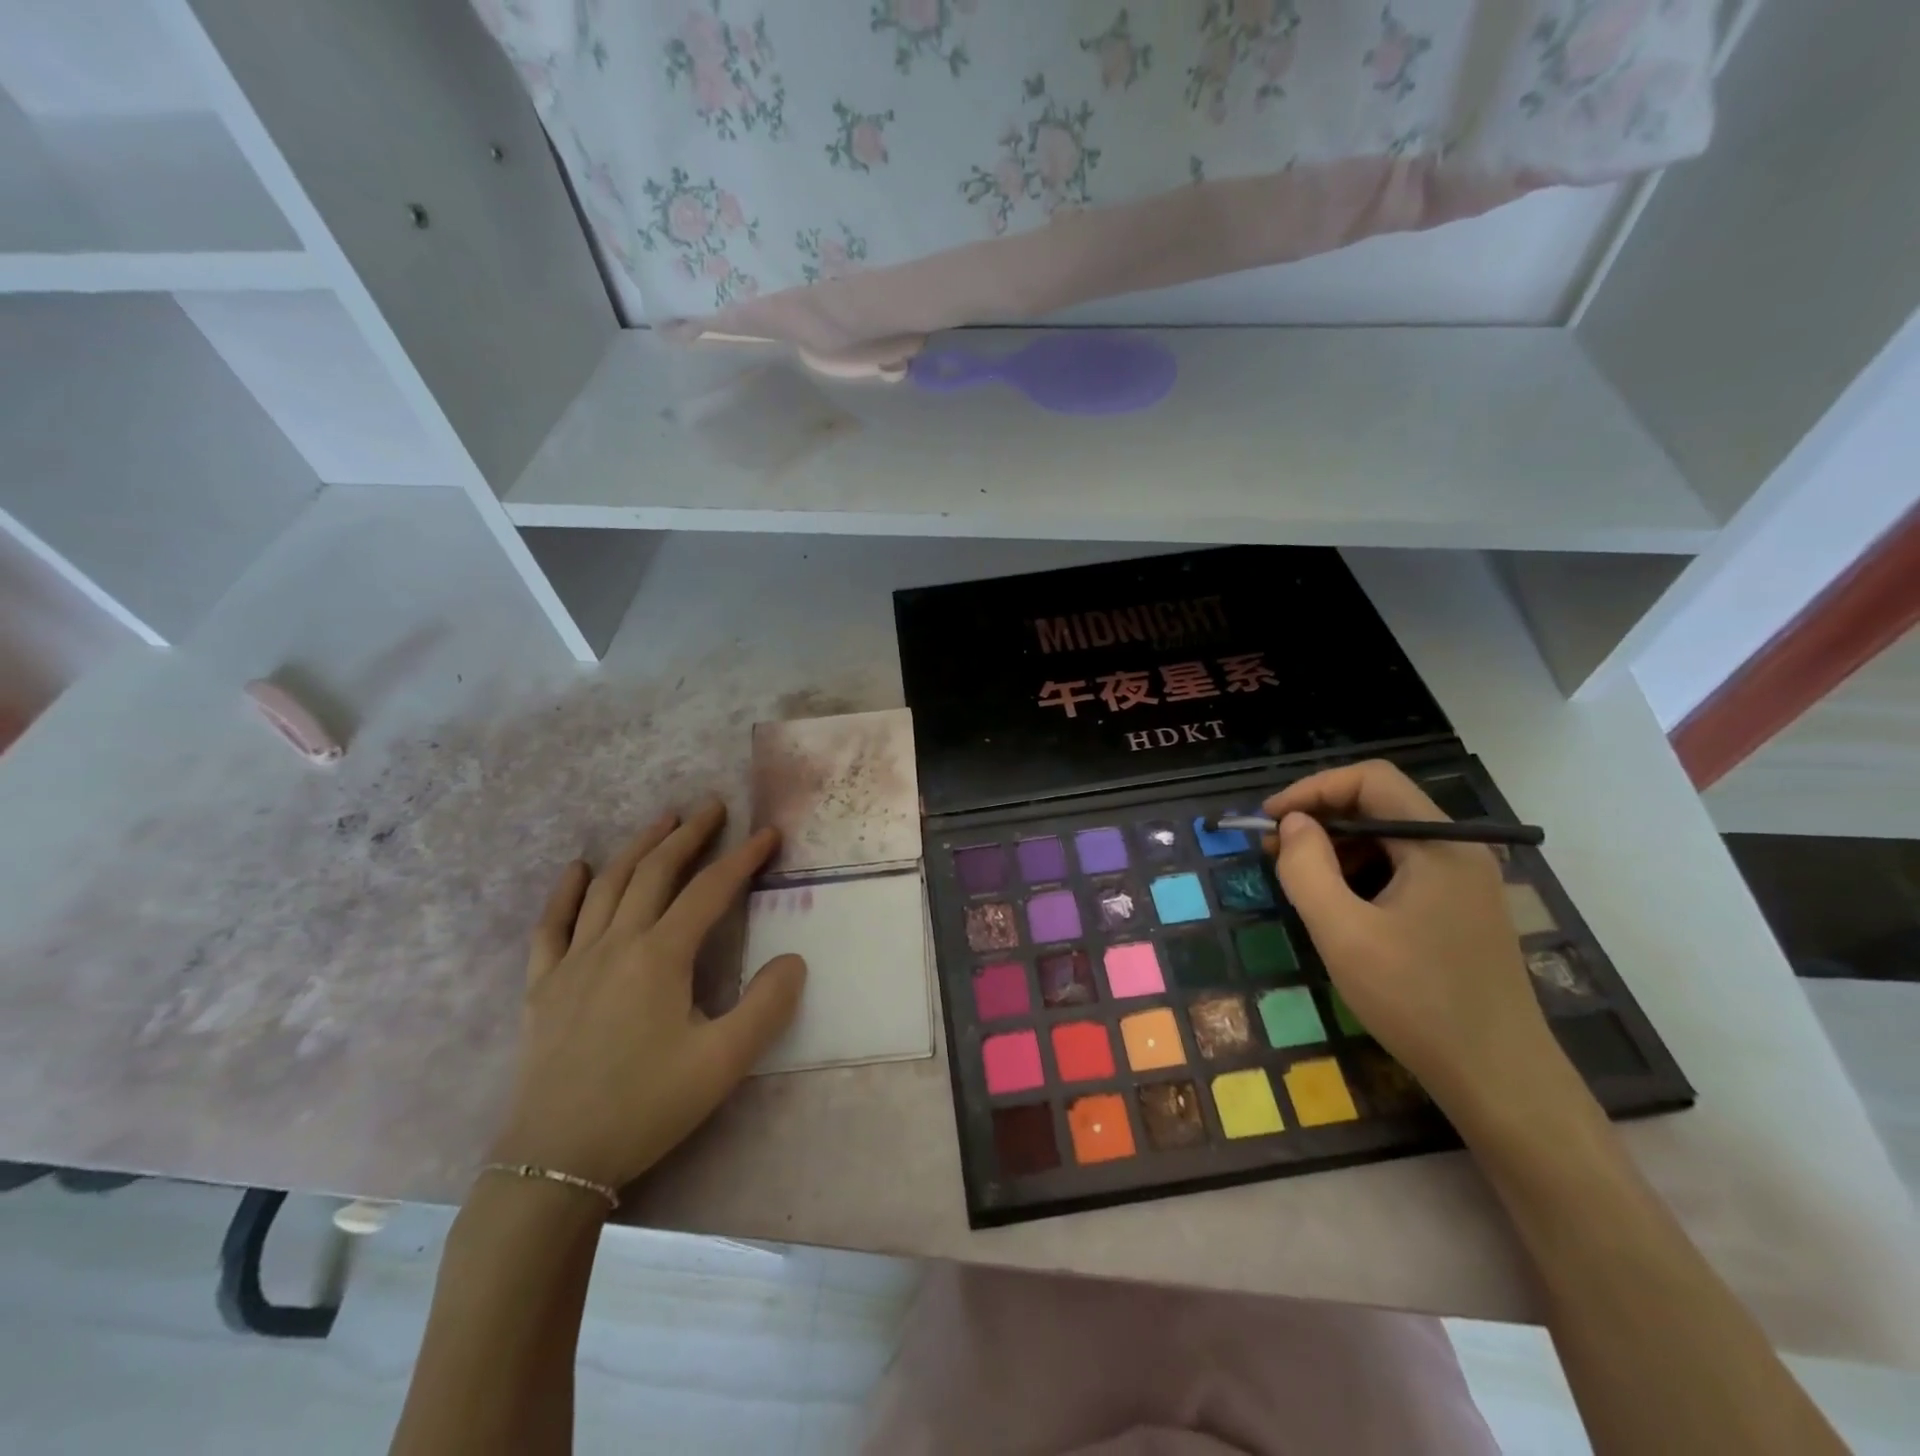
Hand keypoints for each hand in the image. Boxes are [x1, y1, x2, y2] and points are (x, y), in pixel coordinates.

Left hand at [487, 800, 805, 1193]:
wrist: (555, 1163)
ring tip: (662, 822)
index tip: (769, 833)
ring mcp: (573, 962)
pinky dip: (566, 891)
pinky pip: (551, 925)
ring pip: (608, 886)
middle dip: (689, 836)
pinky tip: (577, 869)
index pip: (710, 890)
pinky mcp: (542, 986)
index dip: (743, 858)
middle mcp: (616, 944)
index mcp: (660, 957)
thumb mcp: (723, 1062)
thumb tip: (793, 959)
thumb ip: (766, 1006)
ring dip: (638, 848)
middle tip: (712, 807)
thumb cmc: (646, 1107)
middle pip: (656, 872)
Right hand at [1262, 761, 1569, 1121]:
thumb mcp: (1343, 932)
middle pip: (1379, 805)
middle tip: (1273, 852)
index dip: (1313, 790)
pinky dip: (1359, 874)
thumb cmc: (1417, 1000)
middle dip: (1319, 819)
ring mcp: (1463, 881)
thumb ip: (1306, 868)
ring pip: (1387, 838)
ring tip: (1297, 880)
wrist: (1499, 1079)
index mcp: (1438, 844)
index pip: (1371, 780)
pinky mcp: (1459, 909)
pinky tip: (1336, 906)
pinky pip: (1401, 869)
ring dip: (1336, 848)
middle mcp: (1457, 850)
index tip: (1270, 820)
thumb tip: (1292, 824)